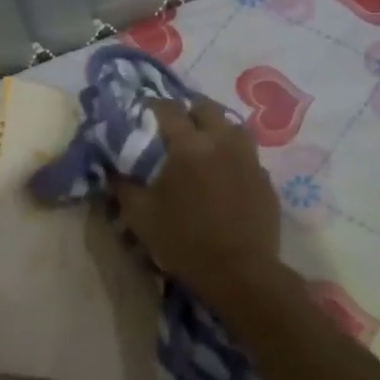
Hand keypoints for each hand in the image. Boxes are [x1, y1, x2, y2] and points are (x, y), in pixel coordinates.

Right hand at [114, 97, 281, 300]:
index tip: (143, 113)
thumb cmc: (185, 242)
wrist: (240, 272)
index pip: (168, 109)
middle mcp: (222, 142)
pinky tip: (225, 174)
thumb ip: (124, 187)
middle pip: (205, 109)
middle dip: (188, 112)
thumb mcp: (141, 217)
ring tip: (204, 146)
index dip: (152, 106)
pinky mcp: (265, 178)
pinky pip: (247, 154)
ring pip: (232, 126)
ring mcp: (249, 158)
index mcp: (189, 146)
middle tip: (175, 129)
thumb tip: (114, 170)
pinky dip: (233, 155)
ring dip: (216, 129)